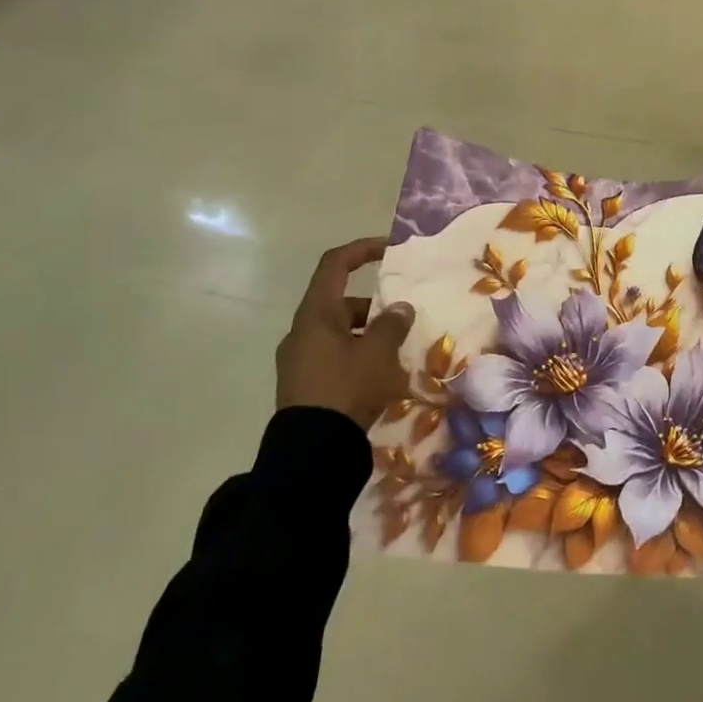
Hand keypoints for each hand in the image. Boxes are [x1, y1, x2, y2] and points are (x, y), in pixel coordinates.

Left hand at [276, 237, 414, 428]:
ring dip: (368, 337)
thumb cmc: (346, 389)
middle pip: (341, 304)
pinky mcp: (303, 386)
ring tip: (397, 358)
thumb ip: (392, 325)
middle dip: (375, 309)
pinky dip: (357, 359)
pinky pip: (334, 359)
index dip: (361, 250)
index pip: (335, 265)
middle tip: (403, 323)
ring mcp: (299, 360)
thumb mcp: (378, 353)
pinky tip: (379, 381)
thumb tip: (400, 308)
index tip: (389, 250)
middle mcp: (302, 332)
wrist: (311, 451)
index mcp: (316, 314)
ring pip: (340, 334)